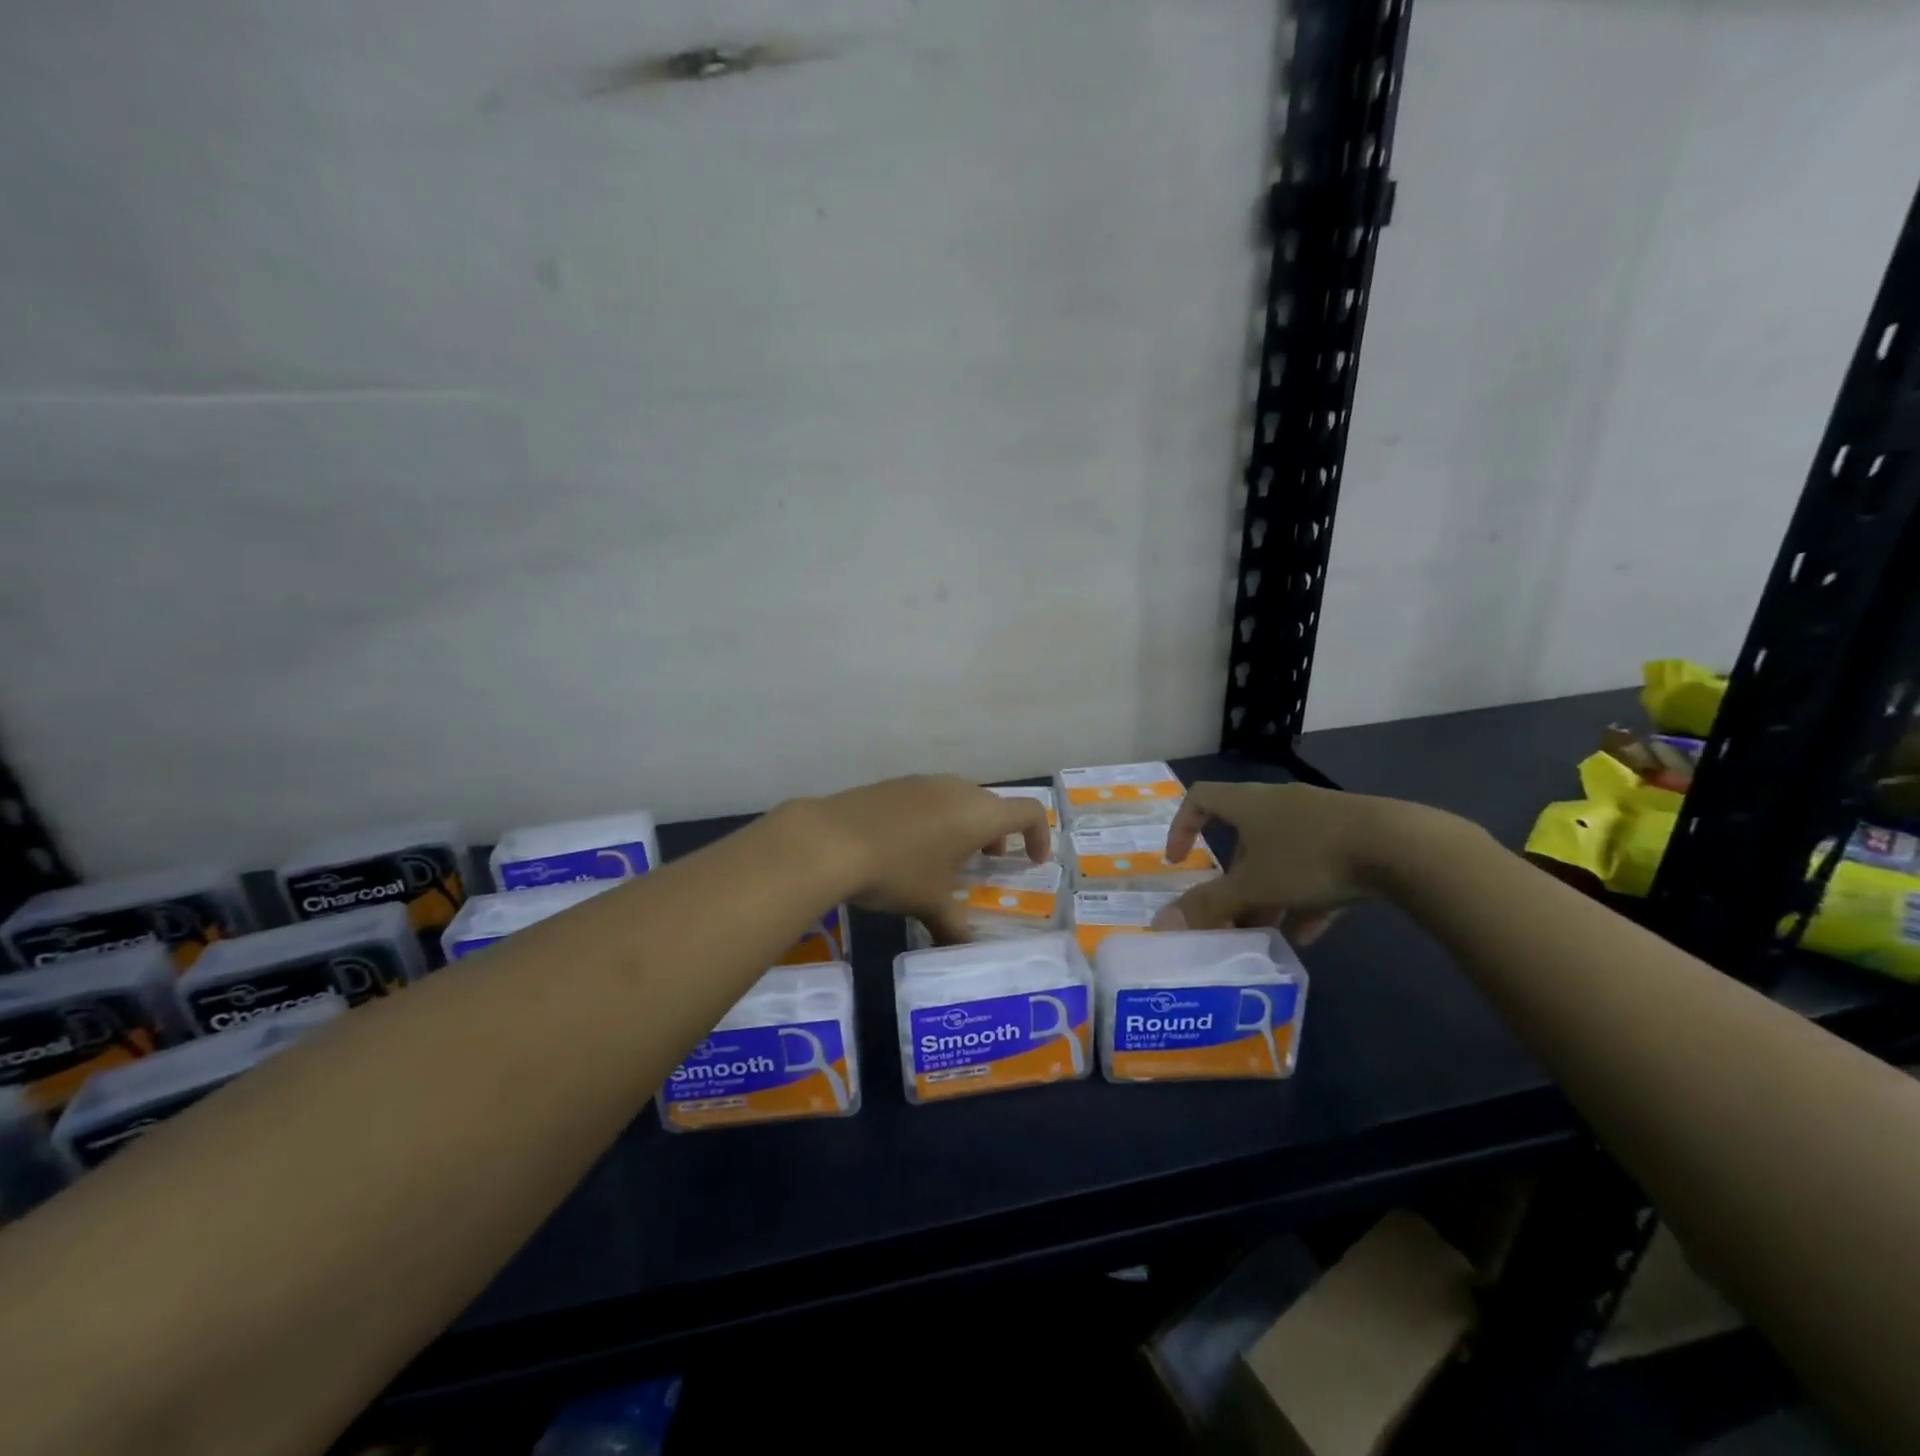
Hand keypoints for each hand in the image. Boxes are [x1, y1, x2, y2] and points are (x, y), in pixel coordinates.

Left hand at [808, 775, 1051, 941]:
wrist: (832, 839)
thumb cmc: (897, 871)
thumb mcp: (929, 903)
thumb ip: (953, 927)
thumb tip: (962, 952)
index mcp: (979, 814)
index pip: (1029, 812)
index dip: (1039, 836)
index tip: (1032, 861)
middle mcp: (958, 789)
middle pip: (993, 805)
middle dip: (998, 833)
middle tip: (989, 862)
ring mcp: (924, 782)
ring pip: (960, 798)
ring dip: (966, 824)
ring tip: (949, 855)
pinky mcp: (895, 783)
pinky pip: (930, 797)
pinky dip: (937, 817)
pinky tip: (911, 844)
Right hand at [1155, 781, 1432, 942]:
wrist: (1400, 847)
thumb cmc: (1310, 857)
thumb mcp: (1254, 886)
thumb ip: (1209, 905)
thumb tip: (1160, 923)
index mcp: (1248, 804)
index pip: (1201, 798)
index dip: (1182, 826)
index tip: (1179, 860)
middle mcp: (1279, 802)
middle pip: (1243, 836)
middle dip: (1234, 877)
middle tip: (1231, 912)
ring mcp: (1319, 817)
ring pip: (1281, 854)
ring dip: (1270, 891)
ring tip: (1269, 931)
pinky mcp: (1353, 836)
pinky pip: (1317, 864)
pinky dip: (1306, 895)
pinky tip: (1310, 933)